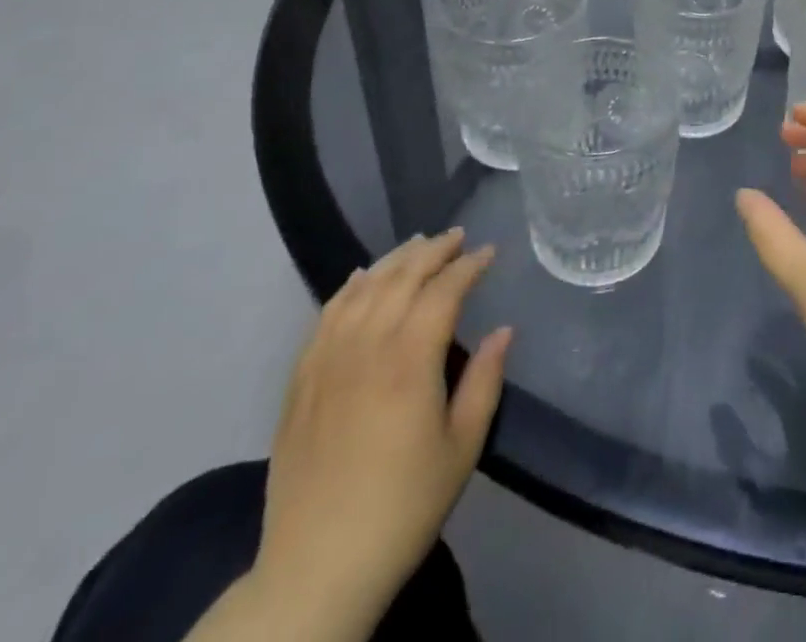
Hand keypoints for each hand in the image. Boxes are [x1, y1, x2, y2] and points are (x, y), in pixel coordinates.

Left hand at [249, 230, 511, 632]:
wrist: (317, 568)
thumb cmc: (404, 507)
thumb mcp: (462, 447)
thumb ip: (485, 381)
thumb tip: (504, 330)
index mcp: (410, 362)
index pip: (444, 291)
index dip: (469, 265)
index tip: (489, 252)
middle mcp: (367, 348)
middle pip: (402, 279)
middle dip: (433, 252)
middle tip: (457, 237)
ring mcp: (328, 361)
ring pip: (363, 289)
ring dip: (393, 260)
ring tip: (417, 244)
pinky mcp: (300, 381)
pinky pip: (326, 316)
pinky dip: (348, 288)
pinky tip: (361, 277)